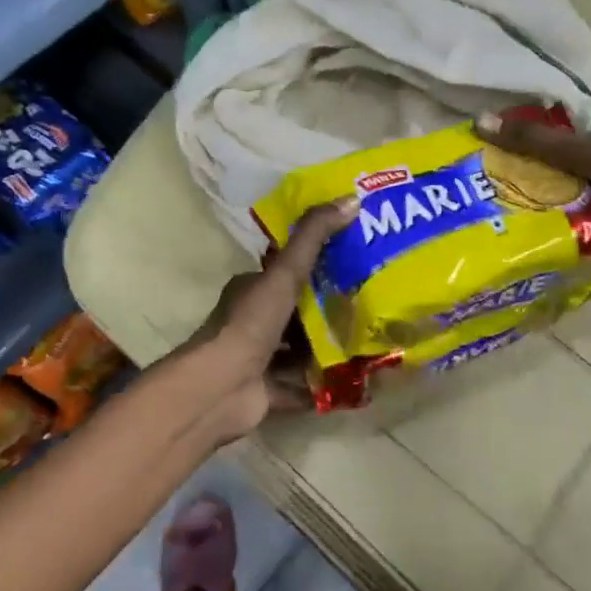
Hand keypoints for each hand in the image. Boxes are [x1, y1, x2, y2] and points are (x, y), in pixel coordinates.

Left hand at [176, 200, 355, 440]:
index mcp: (251, 290)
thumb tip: (352, 199)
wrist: (220, 387)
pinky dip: (323, 384)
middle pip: (297, 313)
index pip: (287, 273)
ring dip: (328, 349)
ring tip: (369, 342)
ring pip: (300, 350)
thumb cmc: (250, 323)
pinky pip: (301, 386)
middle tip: (371, 306)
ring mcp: (259, 359)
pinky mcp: (266, 391)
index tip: (355, 264)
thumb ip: (315, 237)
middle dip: (329, 311)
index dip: (318, 267)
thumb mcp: (285, 273)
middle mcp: (253, 322)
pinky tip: (355, 381)